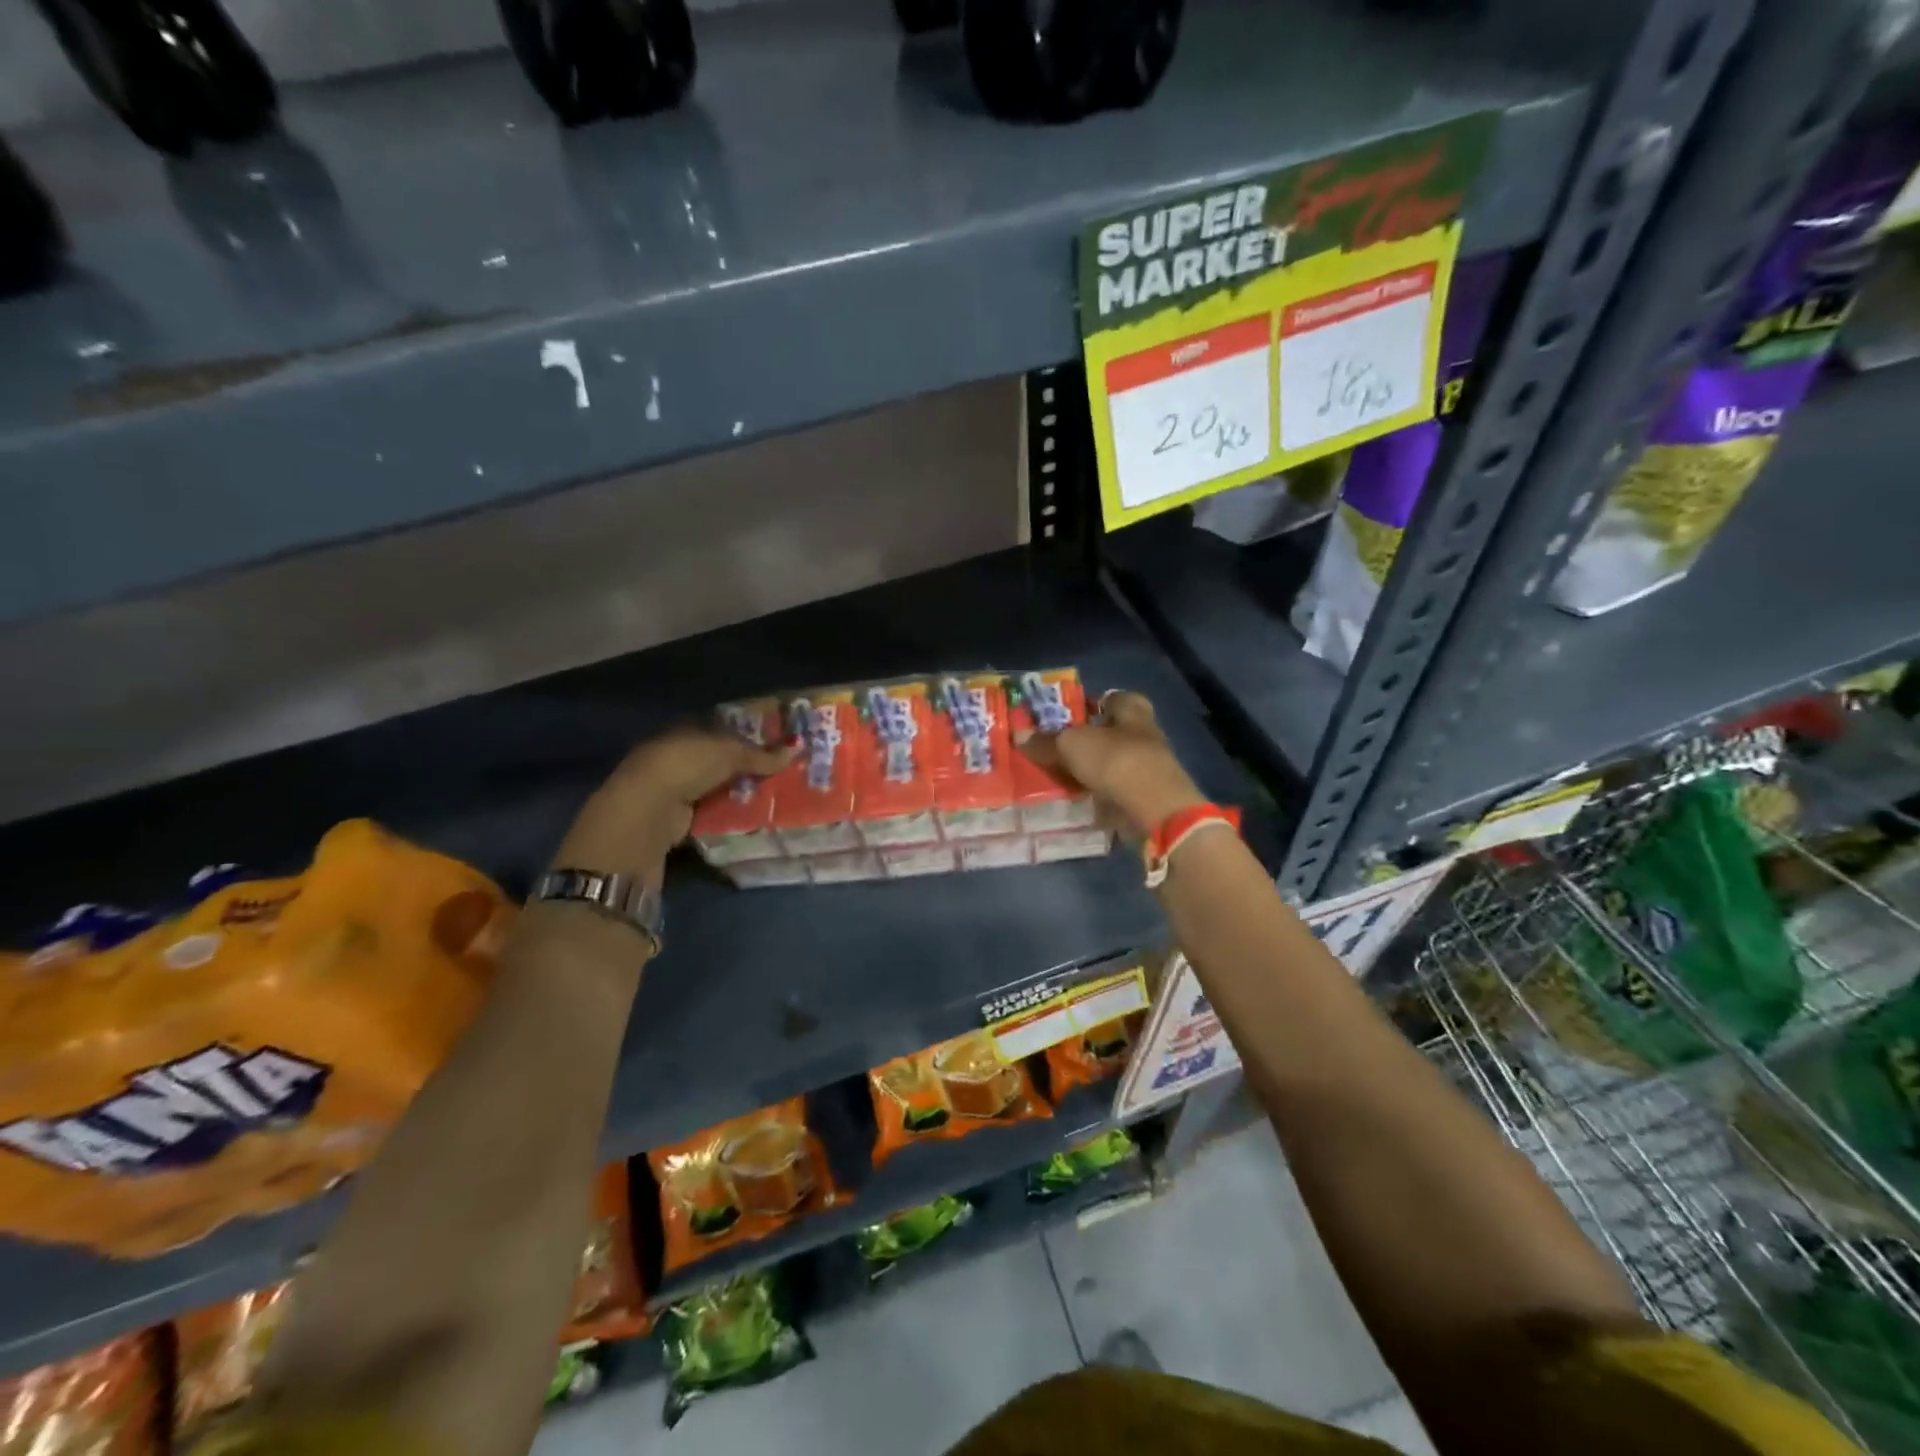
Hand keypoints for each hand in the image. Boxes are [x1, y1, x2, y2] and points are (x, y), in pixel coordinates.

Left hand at [555, 724, 797, 879]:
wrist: (647, 812)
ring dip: (740, 791)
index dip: (748, 736)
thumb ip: (762, 755)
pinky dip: (729, 813)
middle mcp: (678, 756)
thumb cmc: (685, 766)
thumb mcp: (729, 753)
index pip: (721, 729)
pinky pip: (711, 811)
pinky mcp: (677, 817)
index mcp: (685, 731)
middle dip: (747, 766)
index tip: (778, 744)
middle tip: (784, 772)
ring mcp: (675, 788)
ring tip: (776, 796)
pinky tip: (754, 816)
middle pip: (720, 759)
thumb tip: (797, 750)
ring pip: (717, 786)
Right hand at [1016, 690, 1205, 841]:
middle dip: (1087, 739)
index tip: (1068, 713)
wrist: (1154, 809)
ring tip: (1058, 775)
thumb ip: (1046, 741)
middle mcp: (1144, 735)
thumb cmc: (1115, 760)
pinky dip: (1097, 795)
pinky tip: (1075, 800)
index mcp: (1133, 711)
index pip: (1114, 698)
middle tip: (1055, 746)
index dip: (1092, 703)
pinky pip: (1114, 791)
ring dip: (1091, 769)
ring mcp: (1147, 769)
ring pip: (1112, 764)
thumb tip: (1019, 736)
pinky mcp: (1145, 798)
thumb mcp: (1071, 745)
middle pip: (1112, 733)